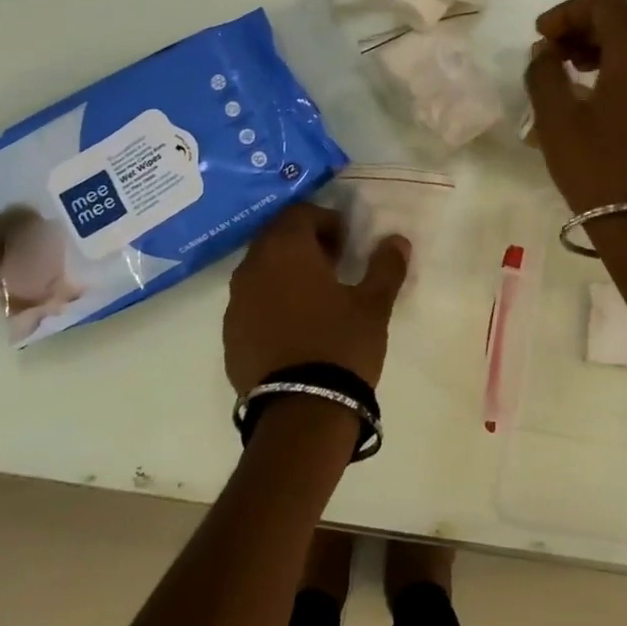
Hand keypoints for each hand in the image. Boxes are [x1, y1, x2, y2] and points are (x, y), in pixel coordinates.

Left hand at [224, 203, 409, 393]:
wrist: (300, 412)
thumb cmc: (340, 345)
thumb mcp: (373, 305)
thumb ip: (385, 266)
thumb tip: (396, 240)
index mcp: (285, 250)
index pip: (300, 213)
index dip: (326, 221)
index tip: (346, 243)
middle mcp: (252, 267)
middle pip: (276, 238)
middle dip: (304, 244)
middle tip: (333, 265)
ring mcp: (235, 303)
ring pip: (260, 270)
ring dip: (285, 272)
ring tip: (315, 298)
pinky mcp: (229, 335)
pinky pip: (250, 303)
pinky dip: (270, 302)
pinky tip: (294, 327)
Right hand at [524, 0, 626, 213]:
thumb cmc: (599, 168)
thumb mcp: (556, 118)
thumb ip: (544, 71)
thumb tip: (547, 52)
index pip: (603, 2)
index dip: (566, 12)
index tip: (541, 37)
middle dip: (586, 29)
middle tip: (554, 55)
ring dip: (609, 49)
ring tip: (576, 75)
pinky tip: (607, 98)